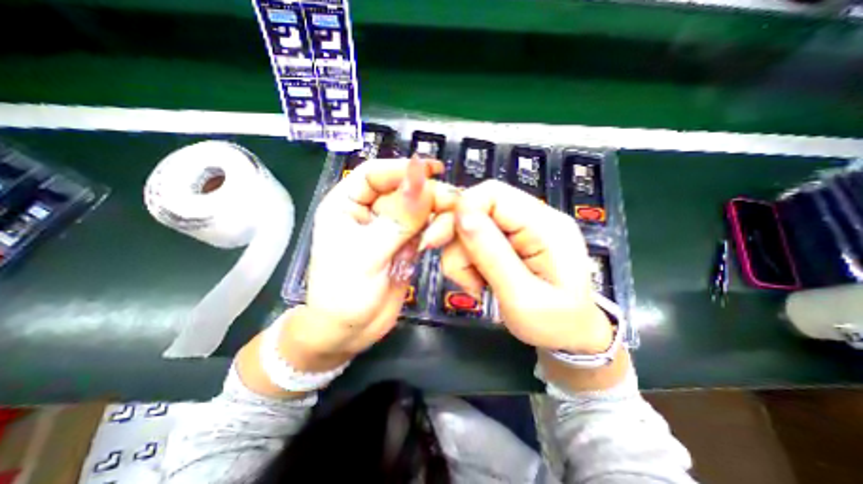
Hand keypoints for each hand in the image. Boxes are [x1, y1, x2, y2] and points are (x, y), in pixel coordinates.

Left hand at [286, 158, 457, 357]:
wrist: (350, 331)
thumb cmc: (344, 292)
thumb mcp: (369, 253)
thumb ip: (399, 218)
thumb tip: (421, 179)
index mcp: (346, 204)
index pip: (375, 173)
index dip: (403, 169)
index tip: (433, 170)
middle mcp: (368, 211)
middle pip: (401, 190)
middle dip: (427, 193)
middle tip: (453, 201)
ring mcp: (389, 228)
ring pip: (416, 208)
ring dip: (435, 210)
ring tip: (453, 218)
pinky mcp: (404, 244)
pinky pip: (423, 227)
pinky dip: (436, 227)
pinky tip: (445, 232)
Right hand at [439, 180, 611, 352]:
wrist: (570, 335)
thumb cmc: (554, 324)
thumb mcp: (522, 297)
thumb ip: (492, 255)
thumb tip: (461, 215)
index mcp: (546, 226)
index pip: (493, 193)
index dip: (460, 210)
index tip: (440, 240)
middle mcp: (534, 218)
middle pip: (477, 207)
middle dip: (456, 239)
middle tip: (455, 271)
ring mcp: (521, 229)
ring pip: (470, 226)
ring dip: (461, 256)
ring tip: (474, 285)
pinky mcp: (510, 240)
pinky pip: (475, 240)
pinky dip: (466, 260)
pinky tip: (477, 281)